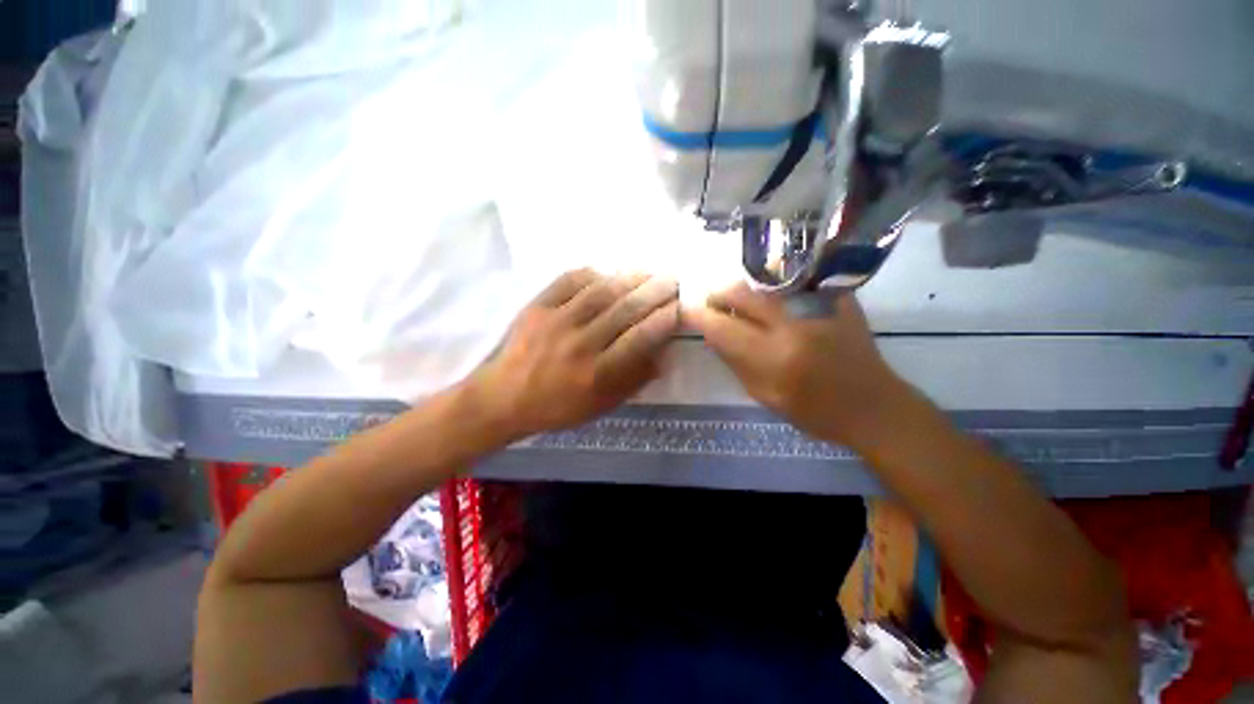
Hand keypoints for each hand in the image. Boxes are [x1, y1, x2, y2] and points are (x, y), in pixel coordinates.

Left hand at [470, 269, 679, 439]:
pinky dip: (592, 273)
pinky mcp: (537, 307)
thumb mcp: (601, 405)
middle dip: (654, 291)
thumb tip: (662, 354)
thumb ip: (633, 380)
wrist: (504, 397)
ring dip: (629, 278)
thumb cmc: (558, 407)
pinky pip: (569, 281)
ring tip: (647, 272)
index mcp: (597, 373)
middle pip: (625, 309)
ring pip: (600, 291)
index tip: (679, 307)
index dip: (663, 320)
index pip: (640, 338)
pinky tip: (606, 272)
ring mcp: (557, 321)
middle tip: (672, 280)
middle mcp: (580, 344)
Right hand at [683, 285, 909, 448]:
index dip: (698, 316)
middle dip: (717, 295)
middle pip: (740, 293)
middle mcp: (793, 325)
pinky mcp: (836, 297)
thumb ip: (734, 361)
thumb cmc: (815, 412)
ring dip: (742, 290)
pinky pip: (792, 280)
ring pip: (763, 281)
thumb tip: (712, 332)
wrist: (874, 405)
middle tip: (713, 304)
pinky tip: (770, 299)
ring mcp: (818, 306)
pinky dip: (771, 287)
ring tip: (739, 303)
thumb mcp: (764, 395)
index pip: (722, 327)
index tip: (686, 311)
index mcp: (774, 358)